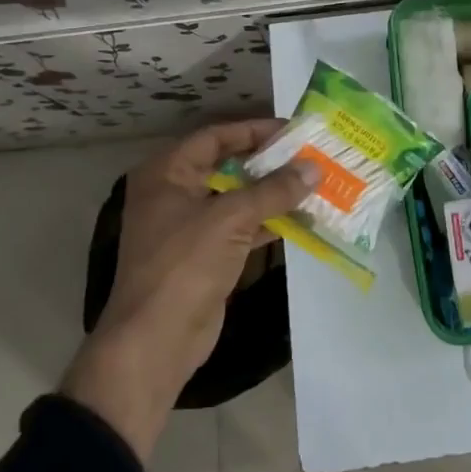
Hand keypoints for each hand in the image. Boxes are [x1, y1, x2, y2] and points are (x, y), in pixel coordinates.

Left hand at [60, 121, 315, 461]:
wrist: (156, 341)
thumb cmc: (185, 264)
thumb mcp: (231, 218)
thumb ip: (274, 190)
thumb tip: (314, 168)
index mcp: (167, 173)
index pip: (215, 137)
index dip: (254, 130)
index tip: (293, 130)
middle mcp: (174, 193)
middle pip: (228, 166)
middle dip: (268, 162)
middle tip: (309, 155)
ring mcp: (188, 227)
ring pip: (237, 198)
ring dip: (272, 193)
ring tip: (312, 183)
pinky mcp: (204, 255)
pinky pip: (240, 227)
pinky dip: (267, 222)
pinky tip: (301, 218)